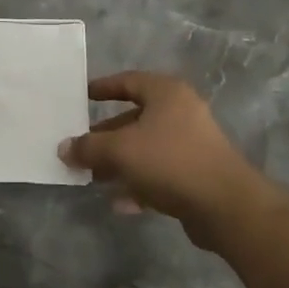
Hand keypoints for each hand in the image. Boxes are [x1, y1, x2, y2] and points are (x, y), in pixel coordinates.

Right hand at [59, 71, 269, 249]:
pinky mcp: (196, 175)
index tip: (80, 97)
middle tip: (79, 148)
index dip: (102, 88)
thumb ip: (88, 147)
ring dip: (118, 163)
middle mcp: (181, 113)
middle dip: (105, 136)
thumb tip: (64, 148)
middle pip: (134, 119)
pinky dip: (139, 184)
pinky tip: (120, 204)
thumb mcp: (120, 150)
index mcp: (166, 93)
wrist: (225, 206)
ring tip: (92, 178)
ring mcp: (191, 144)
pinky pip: (159, 174)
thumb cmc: (170, 161)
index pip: (128, 81)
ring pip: (145, 149)